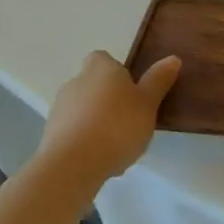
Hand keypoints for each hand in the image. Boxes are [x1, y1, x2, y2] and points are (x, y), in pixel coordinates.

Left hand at [37, 51, 180, 186]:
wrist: (72, 165)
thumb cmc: (117, 126)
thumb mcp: (147, 104)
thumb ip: (158, 81)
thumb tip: (172, 58)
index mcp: (100, 69)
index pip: (103, 58)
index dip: (117, 71)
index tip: (132, 88)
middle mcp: (76, 82)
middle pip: (93, 84)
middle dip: (108, 98)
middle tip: (130, 118)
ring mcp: (59, 109)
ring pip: (83, 108)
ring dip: (96, 120)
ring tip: (117, 143)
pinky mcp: (50, 135)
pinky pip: (73, 131)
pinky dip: (86, 140)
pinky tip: (101, 158)